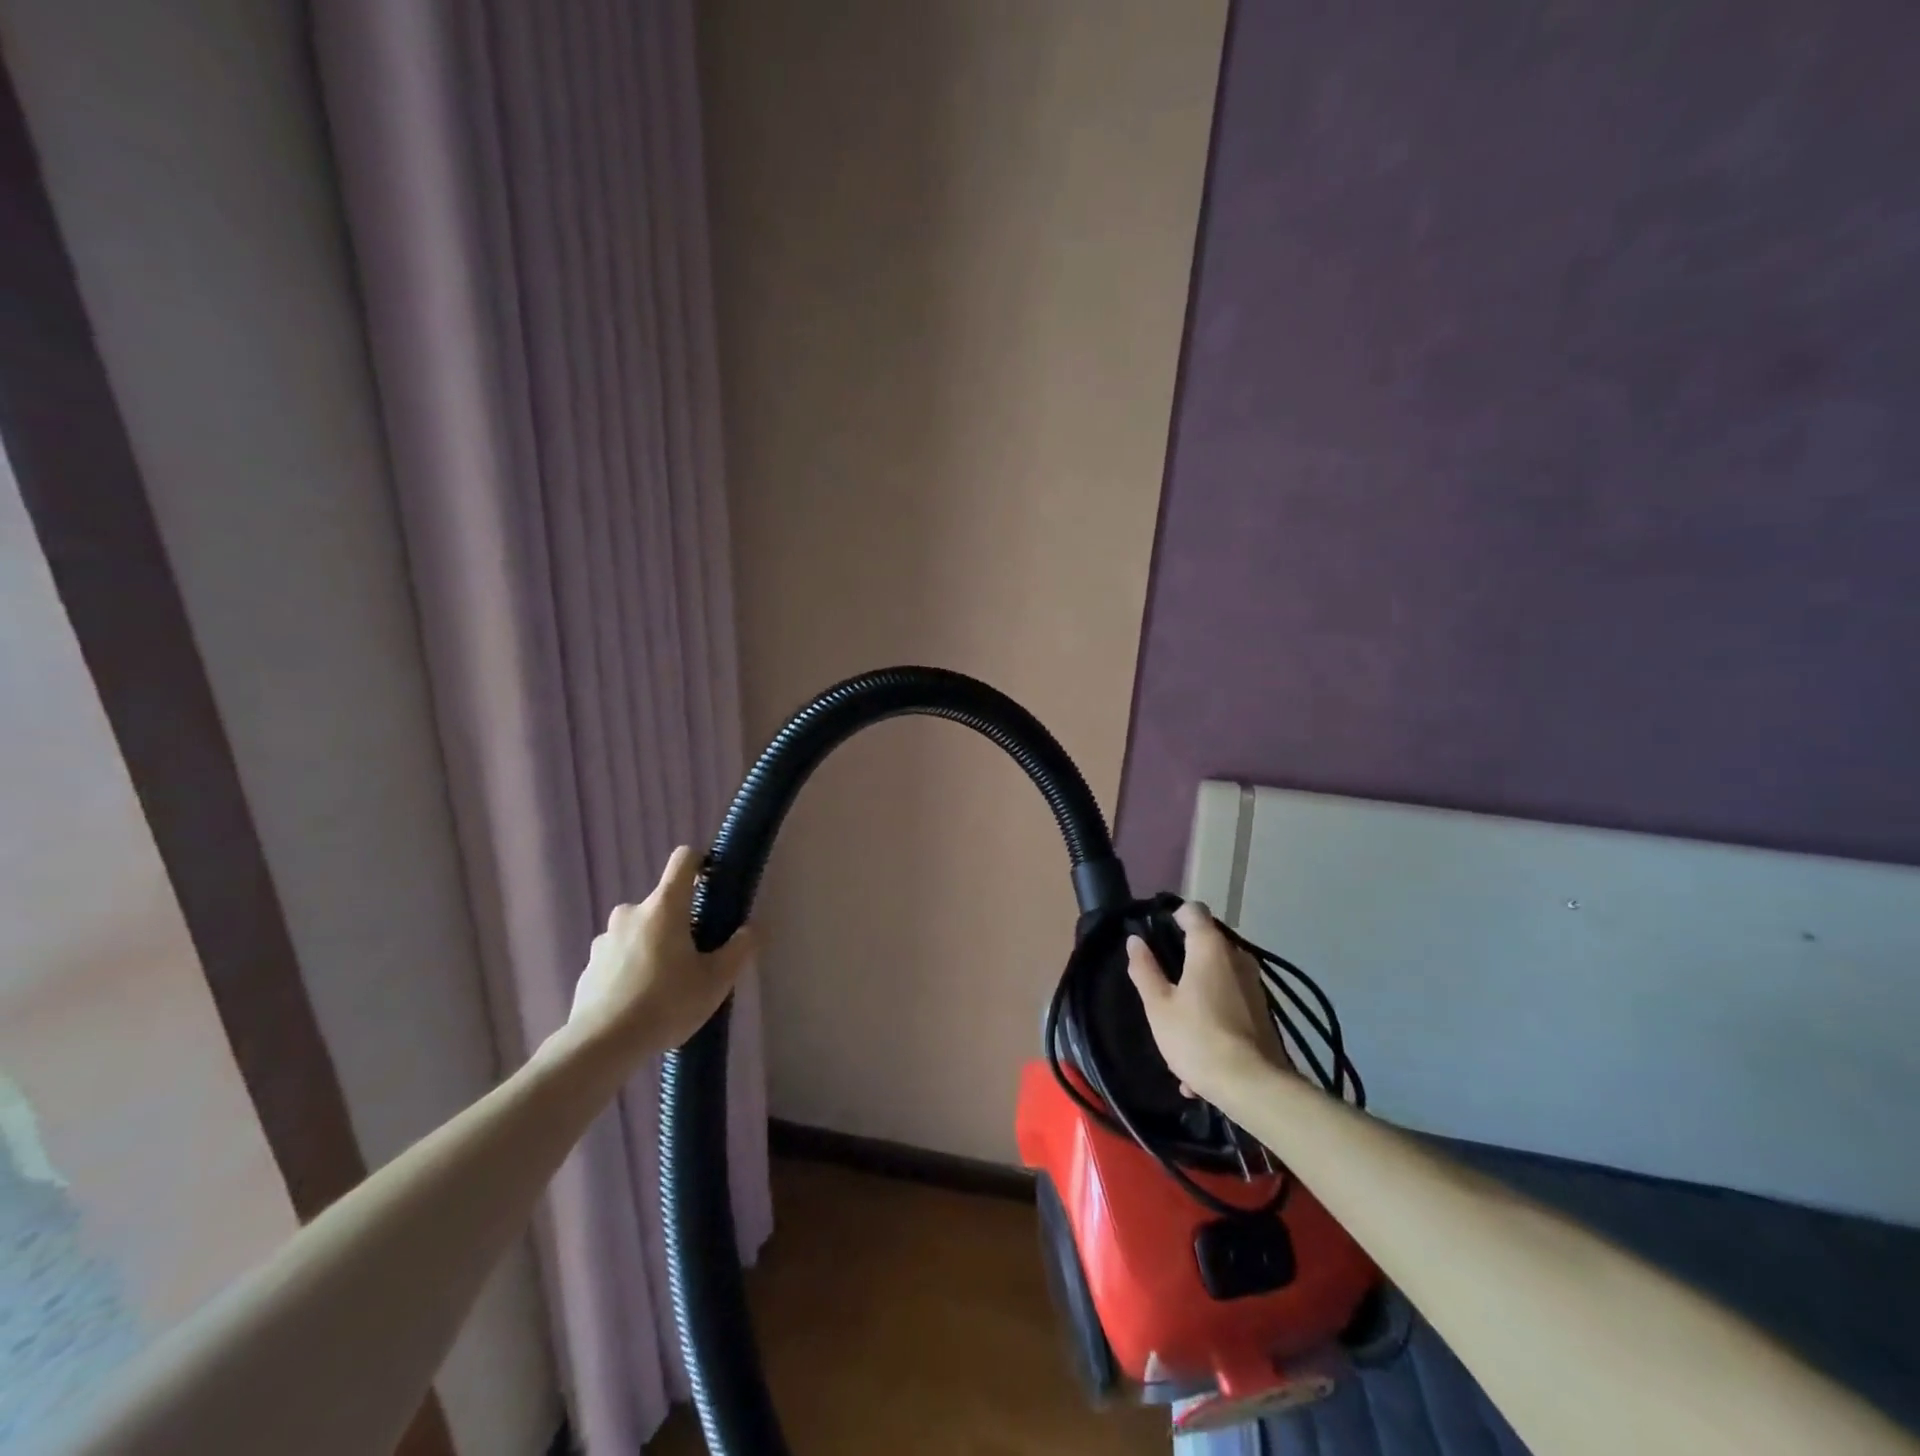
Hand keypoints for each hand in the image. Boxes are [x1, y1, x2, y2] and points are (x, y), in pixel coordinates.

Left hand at [565, 846, 756, 1065]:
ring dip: (653, 947)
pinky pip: (619, 957)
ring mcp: (605, 939)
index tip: (711, 883)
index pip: (683, 860)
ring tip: (665, 985)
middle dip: (678, 923)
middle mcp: (631, 912)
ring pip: (639, 932)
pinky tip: (639, 1003)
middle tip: (694, 956)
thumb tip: (751, 929)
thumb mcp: (716, 980)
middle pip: (663, 904)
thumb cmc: (666, 1003)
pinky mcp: (589, 966)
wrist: (601, 1046)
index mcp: (665, 906)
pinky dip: (631, 970)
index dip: (700, 862)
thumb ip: (739, 949)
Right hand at [1127, 901, 1285, 1104]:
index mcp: (1210, 947)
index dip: (1173, 916)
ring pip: (1219, 974)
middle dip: (1185, 955)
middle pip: (1207, 942)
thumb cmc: (1197, 1037)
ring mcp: (1254, 984)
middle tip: (1162, 979)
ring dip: (1199, 988)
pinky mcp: (1263, 1010)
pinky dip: (1214, 1013)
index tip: (1156, 934)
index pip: (1193, 911)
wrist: (1253, 1086)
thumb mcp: (1158, 1006)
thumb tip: (1135, 940)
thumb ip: (1145, 969)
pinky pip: (1231, 1000)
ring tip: (1178, 1020)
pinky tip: (1200, 1050)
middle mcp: (1237, 957)